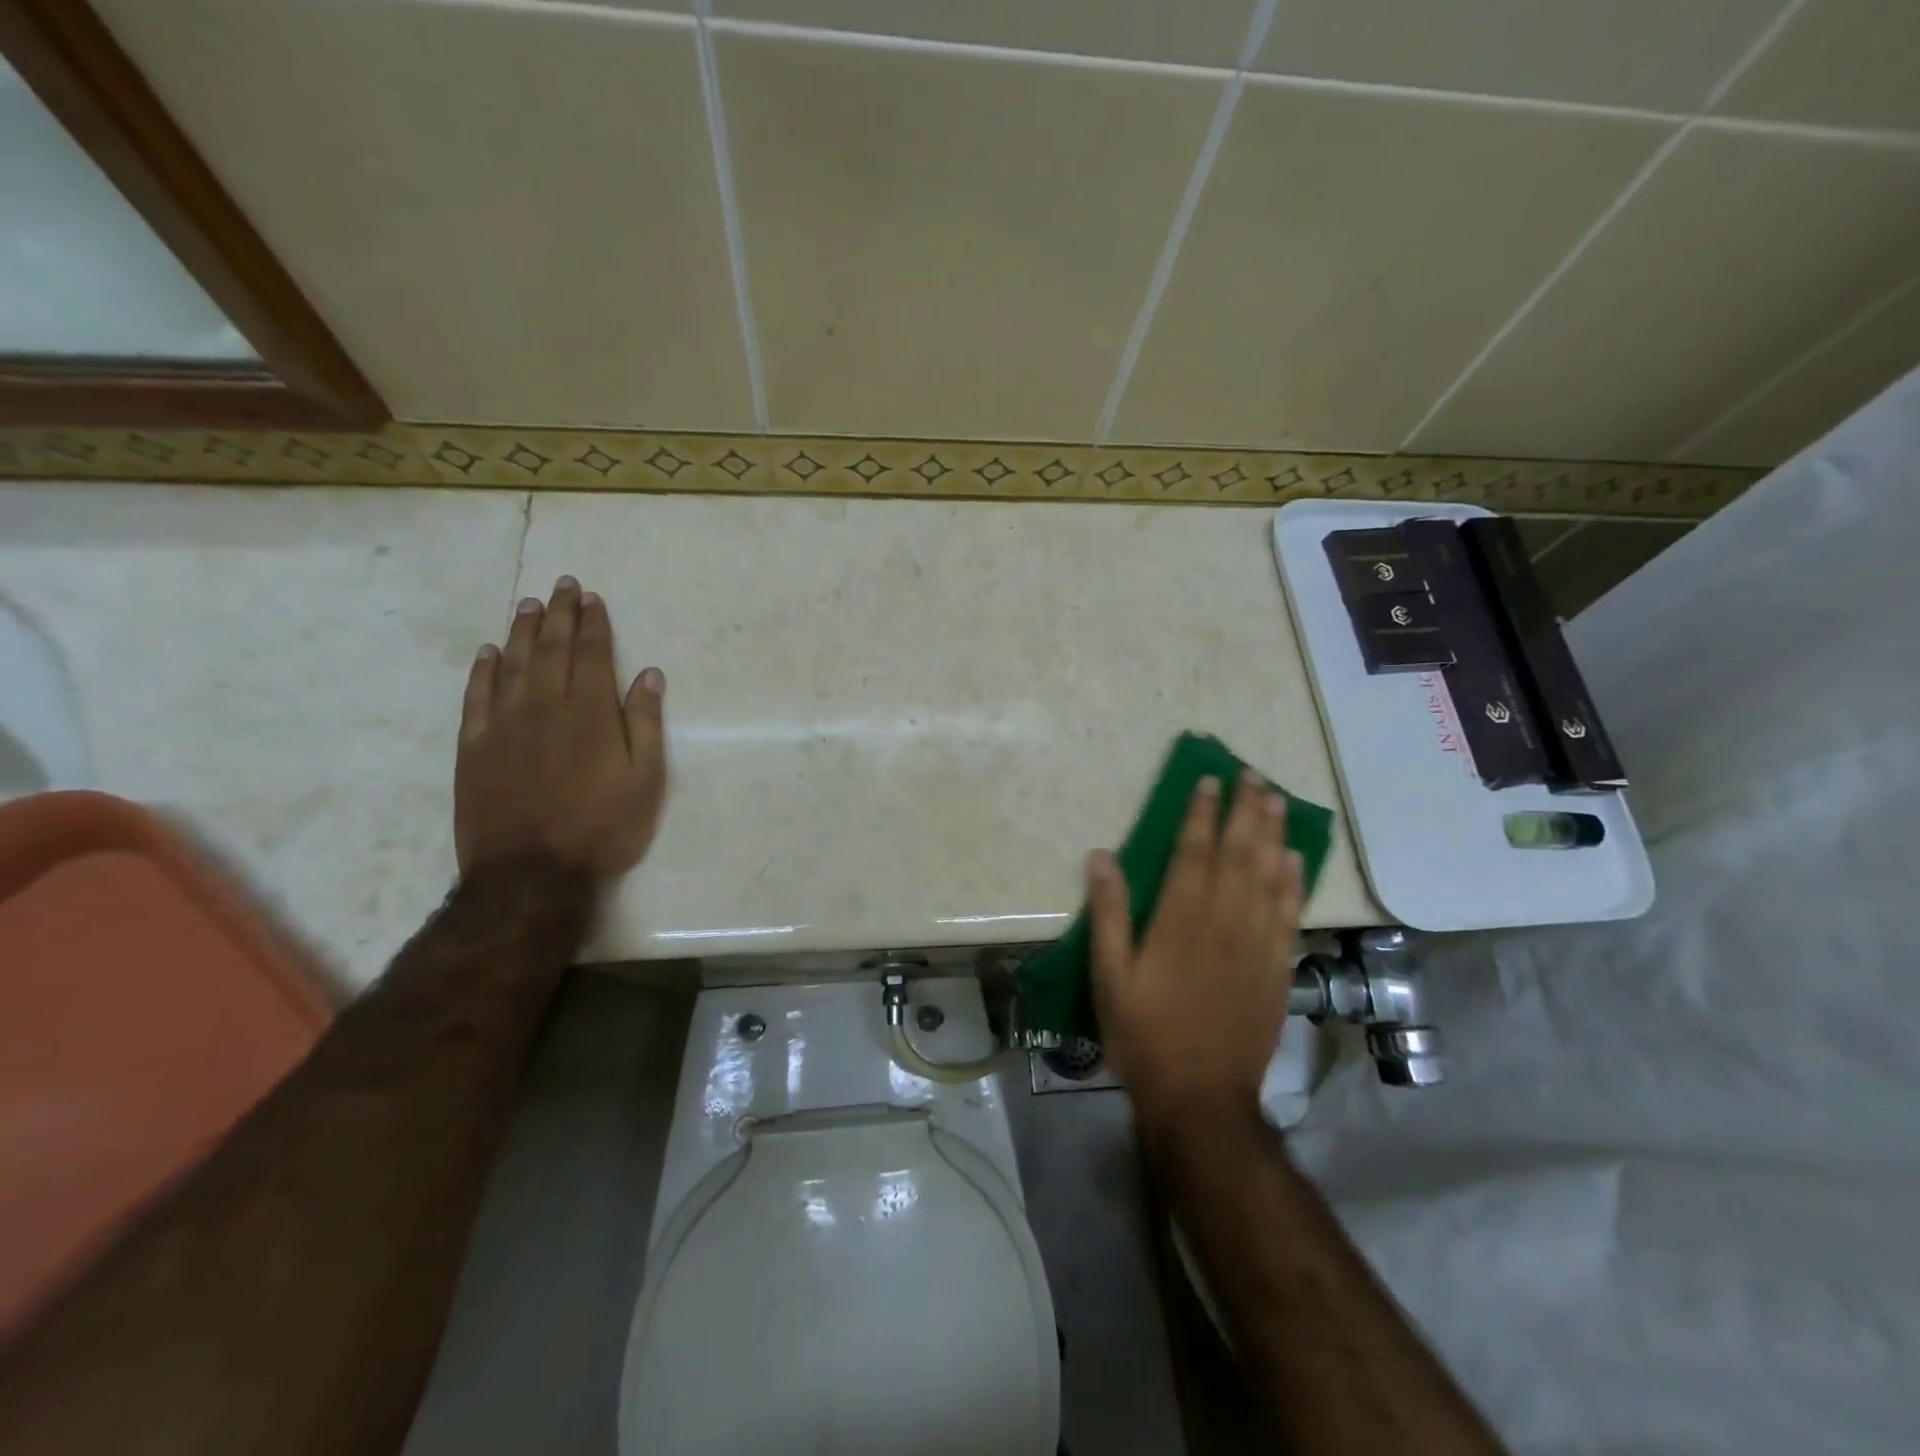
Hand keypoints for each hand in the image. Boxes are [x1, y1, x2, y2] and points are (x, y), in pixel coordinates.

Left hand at [455, 577, 667, 885]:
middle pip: (550, 649)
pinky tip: (489, 653)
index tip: (592, 598)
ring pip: (512, 665)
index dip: (593, 624)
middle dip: (558, 614)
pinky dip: (483, 671)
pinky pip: (477, 698)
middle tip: (561, 585)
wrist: (530, 874)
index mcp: (590, 714)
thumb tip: (649, 675)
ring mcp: (504, 726)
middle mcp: (544, 707)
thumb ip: (645, 724)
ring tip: (528, 604)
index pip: (591, 655)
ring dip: (521, 632)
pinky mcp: (474, 748)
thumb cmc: (602, 827)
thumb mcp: (645, 780)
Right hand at [1088, 773, 1303, 1129]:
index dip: (1201, 813)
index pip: (1194, 852)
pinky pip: (1289, 914)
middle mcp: (1223, 921)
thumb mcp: (1109, 977)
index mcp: (1180, 920)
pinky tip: (1294, 859)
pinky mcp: (1277, 969)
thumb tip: (1101, 856)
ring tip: (1275, 799)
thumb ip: (1109, 914)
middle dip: (1245, 810)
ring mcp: (1256, 944)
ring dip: (1272, 834)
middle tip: (1252, 775)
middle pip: (1239, 854)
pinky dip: (1293, 882)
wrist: (1201, 1097)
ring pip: (1268, 876)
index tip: (1208, 781)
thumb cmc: (1144, 1035)